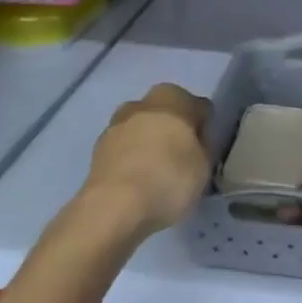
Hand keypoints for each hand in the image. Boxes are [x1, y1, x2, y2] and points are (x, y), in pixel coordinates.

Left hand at [84, 83, 210, 232]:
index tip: (204, 152)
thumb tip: (193, 144)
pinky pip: (124, 151)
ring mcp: (116, 124)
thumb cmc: (168, 177)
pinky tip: (137, 185)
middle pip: (165, 114)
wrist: (113, 206)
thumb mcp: (204, 166)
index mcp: (173, 96)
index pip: (198, 108)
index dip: (203, 130)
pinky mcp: (97, 150)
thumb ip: (201, 148)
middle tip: (181, 161)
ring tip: (156, 177)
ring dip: (148, 146)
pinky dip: (131, 162)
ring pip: (141, 131)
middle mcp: (143, 102)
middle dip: (172, 132)